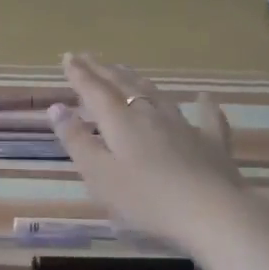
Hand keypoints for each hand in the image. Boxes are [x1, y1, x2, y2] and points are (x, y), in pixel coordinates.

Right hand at [48, 53, 242, 245]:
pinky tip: (204, 98)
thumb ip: (77, 140)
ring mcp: (184, 126)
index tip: (68, 57)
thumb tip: (56, 108)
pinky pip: (207, 117)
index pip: (94, 90)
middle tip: (89, 57)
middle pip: (124, 86)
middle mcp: (150, 114)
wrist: (211, 212)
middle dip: (103, 71)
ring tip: (126, 70)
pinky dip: (203, 105)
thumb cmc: (144, 198)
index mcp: (120, 121)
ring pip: (157, 95)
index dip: (79, 74)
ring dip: (138, 80)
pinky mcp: (211, 143)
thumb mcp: (98, 174)